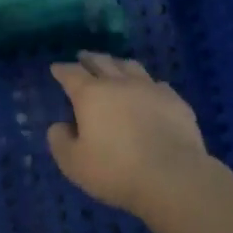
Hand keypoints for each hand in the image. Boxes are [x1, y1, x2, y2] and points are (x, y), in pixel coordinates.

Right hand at [46, 52, 211, 216]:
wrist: (172, 176)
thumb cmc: (116, 170)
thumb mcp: (73, 163)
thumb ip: (60, 141)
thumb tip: (59, 126)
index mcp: (91, 95)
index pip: (72, 73)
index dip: (62, 69)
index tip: (57, 67)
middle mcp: (120, 83)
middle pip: (102, 62)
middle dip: (89, 59)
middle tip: (83, 57)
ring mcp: (151, 88)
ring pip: (131, 66)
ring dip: (118, 64)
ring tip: (114, 65)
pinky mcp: (175, 101)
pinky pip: (157, 84)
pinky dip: (147, 84)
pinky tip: (148, 90)